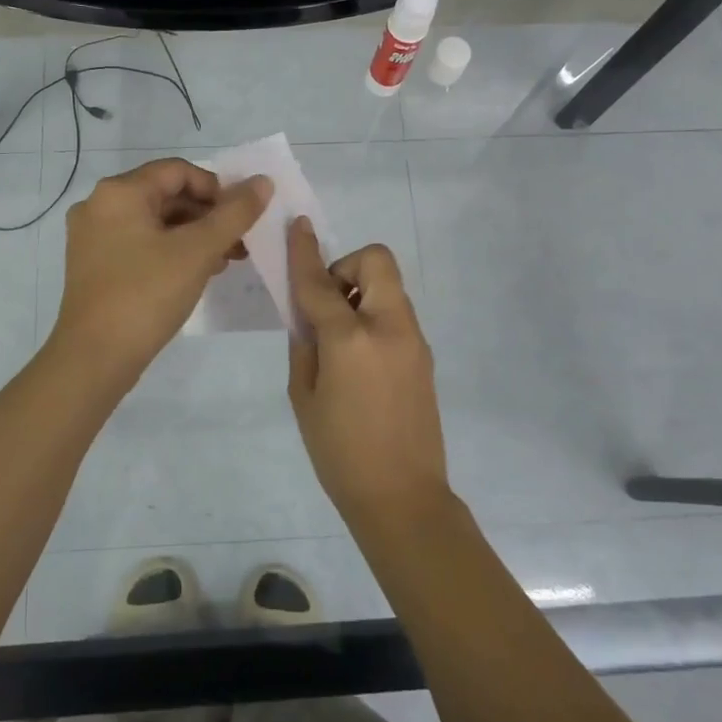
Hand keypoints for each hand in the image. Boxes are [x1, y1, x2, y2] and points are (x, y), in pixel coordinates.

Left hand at [53, 158, 271, 378]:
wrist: (94, 358)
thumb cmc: (146, 295)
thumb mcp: (198, 251)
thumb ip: (234, 214)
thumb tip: (262, 182)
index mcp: (119, 192)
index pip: (178, 171)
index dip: (217, 188)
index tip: (242, 217)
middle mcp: (100, 205)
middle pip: (166, 195)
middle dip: (208, 216)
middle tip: (240, 242)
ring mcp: (93, 237)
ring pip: (155, 222)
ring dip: (194, 235)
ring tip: (227, 260)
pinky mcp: (95, 265)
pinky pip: (141, 244)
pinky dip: (171, 251)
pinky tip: (198, 273)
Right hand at [286, 217, 450, 528]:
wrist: (402, 497)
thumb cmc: (339, 453)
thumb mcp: (304, 397)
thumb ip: (304, 344)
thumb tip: (307, 315)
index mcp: (350, 340)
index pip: (320, 282)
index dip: (303, 252)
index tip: (297, 225)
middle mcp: (388, 328)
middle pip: (376, 262)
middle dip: (347, 267)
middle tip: (327, 303)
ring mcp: (413, 340)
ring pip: (389, 286)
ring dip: (360, 292)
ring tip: (339, 337)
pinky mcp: (424, 355)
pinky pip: (396, 314)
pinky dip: (374, 315)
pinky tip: (359, 357)